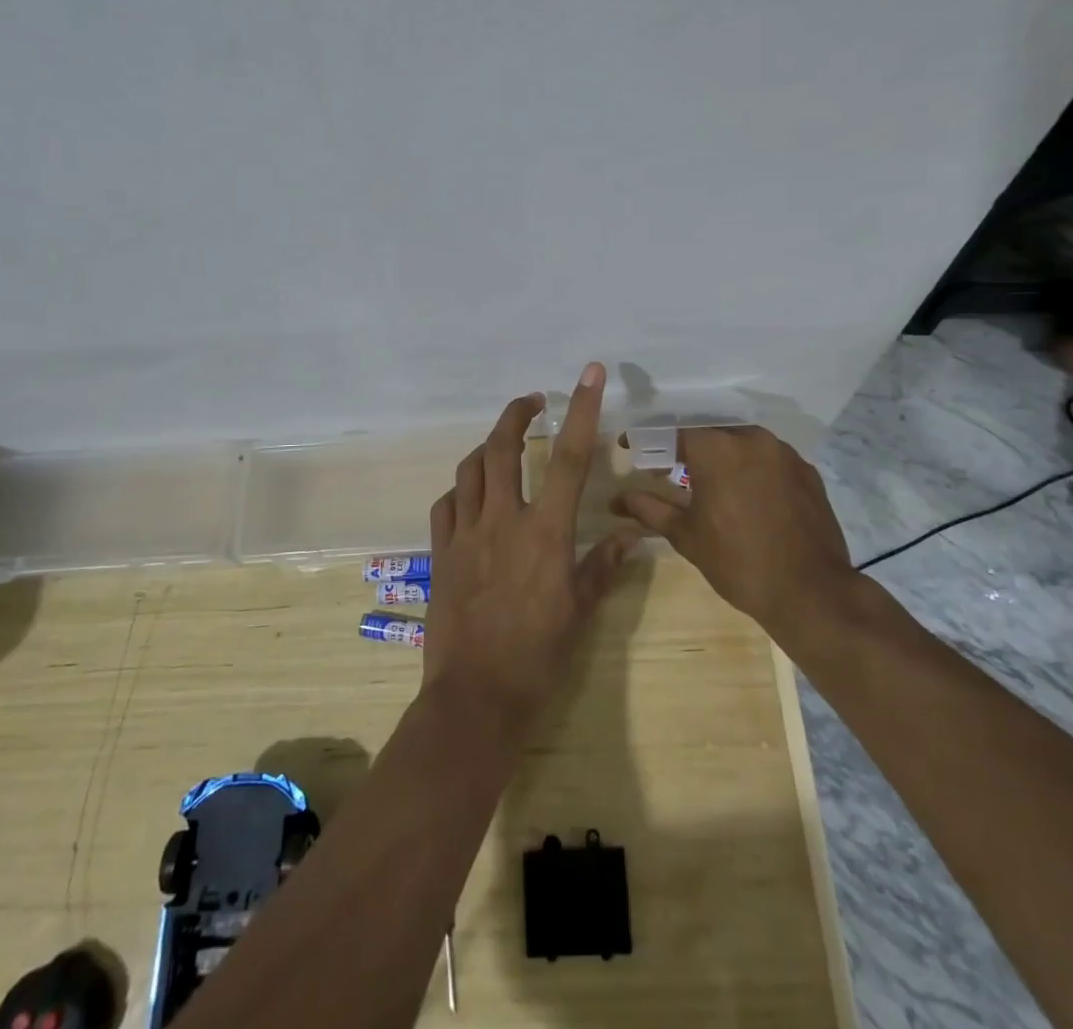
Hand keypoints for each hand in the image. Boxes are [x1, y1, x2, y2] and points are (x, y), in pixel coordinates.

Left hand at [422, 363, 636, 727]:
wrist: (476, 698)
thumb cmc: (538, 656)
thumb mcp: (580, 611)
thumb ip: (603, 565)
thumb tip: (631, 534)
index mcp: (545, 532)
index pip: (571, 458)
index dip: (582, 411)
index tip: (589, 374)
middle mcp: (503, 521)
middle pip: (502, 448)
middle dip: (516, 415)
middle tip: (532, 403)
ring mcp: (466, 534)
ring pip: (469, 469)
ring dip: (486, 445)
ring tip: (502, 442)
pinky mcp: (441, 552)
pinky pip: (446, 504)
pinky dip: (460, 489)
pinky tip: (470, 494)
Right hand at [612, 427, 853, 634]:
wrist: (811, 593)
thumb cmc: (738, 562)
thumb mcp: (686, 535)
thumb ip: (650, 508)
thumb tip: (618, 499)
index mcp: (718, 448)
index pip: (673, 431)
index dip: (650, 441)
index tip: (634, 450)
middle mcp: (752, 438)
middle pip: (709, 434)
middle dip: (686, 450)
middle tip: (669, 471)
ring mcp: (784, 453)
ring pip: (741, 444)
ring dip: (721, 458)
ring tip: (708, 485)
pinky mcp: (807, 471)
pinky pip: (769, 459)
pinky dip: (750, 470)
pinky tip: (746, 497)